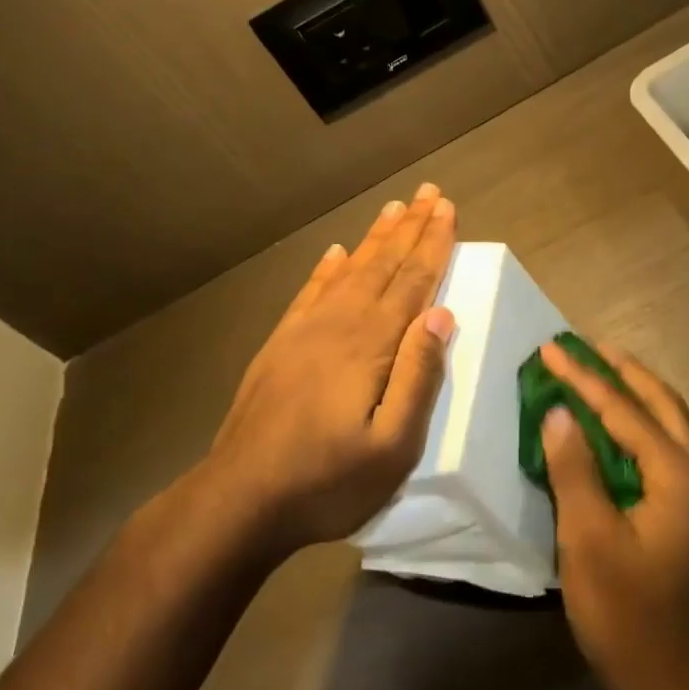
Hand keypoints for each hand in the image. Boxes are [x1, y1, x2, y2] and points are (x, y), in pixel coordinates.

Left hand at [202, 183, 457, 557]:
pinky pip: (311, 291)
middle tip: (429, 192)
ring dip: (375, 238)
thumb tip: (442, 314)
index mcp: (372, 344)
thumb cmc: (328, 480)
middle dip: (410, 227)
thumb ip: (419, 376)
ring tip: (393, 208)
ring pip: (350, 270)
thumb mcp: (393, 446)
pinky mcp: (281, 344)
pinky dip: (328, 267)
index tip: (448, 208)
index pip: (413, 281)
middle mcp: (340, 323)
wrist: (240, 498)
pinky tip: (336, 252)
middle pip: (383, 264)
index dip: (434, 243)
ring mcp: (306, 331)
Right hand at [538, 340, 688, 689]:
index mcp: (676, 473)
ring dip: (636, 395)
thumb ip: (574, 469)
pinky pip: (670, 451)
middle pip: (661, 403)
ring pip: (671, 425)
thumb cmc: (630, 615)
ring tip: (602, 375)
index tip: (551, 348)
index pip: (622, 409)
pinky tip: (620, 434)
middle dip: (623, 371)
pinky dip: (643, 427)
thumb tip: (559, 412)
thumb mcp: (589, 540)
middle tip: (588, 346)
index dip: (582, 377)